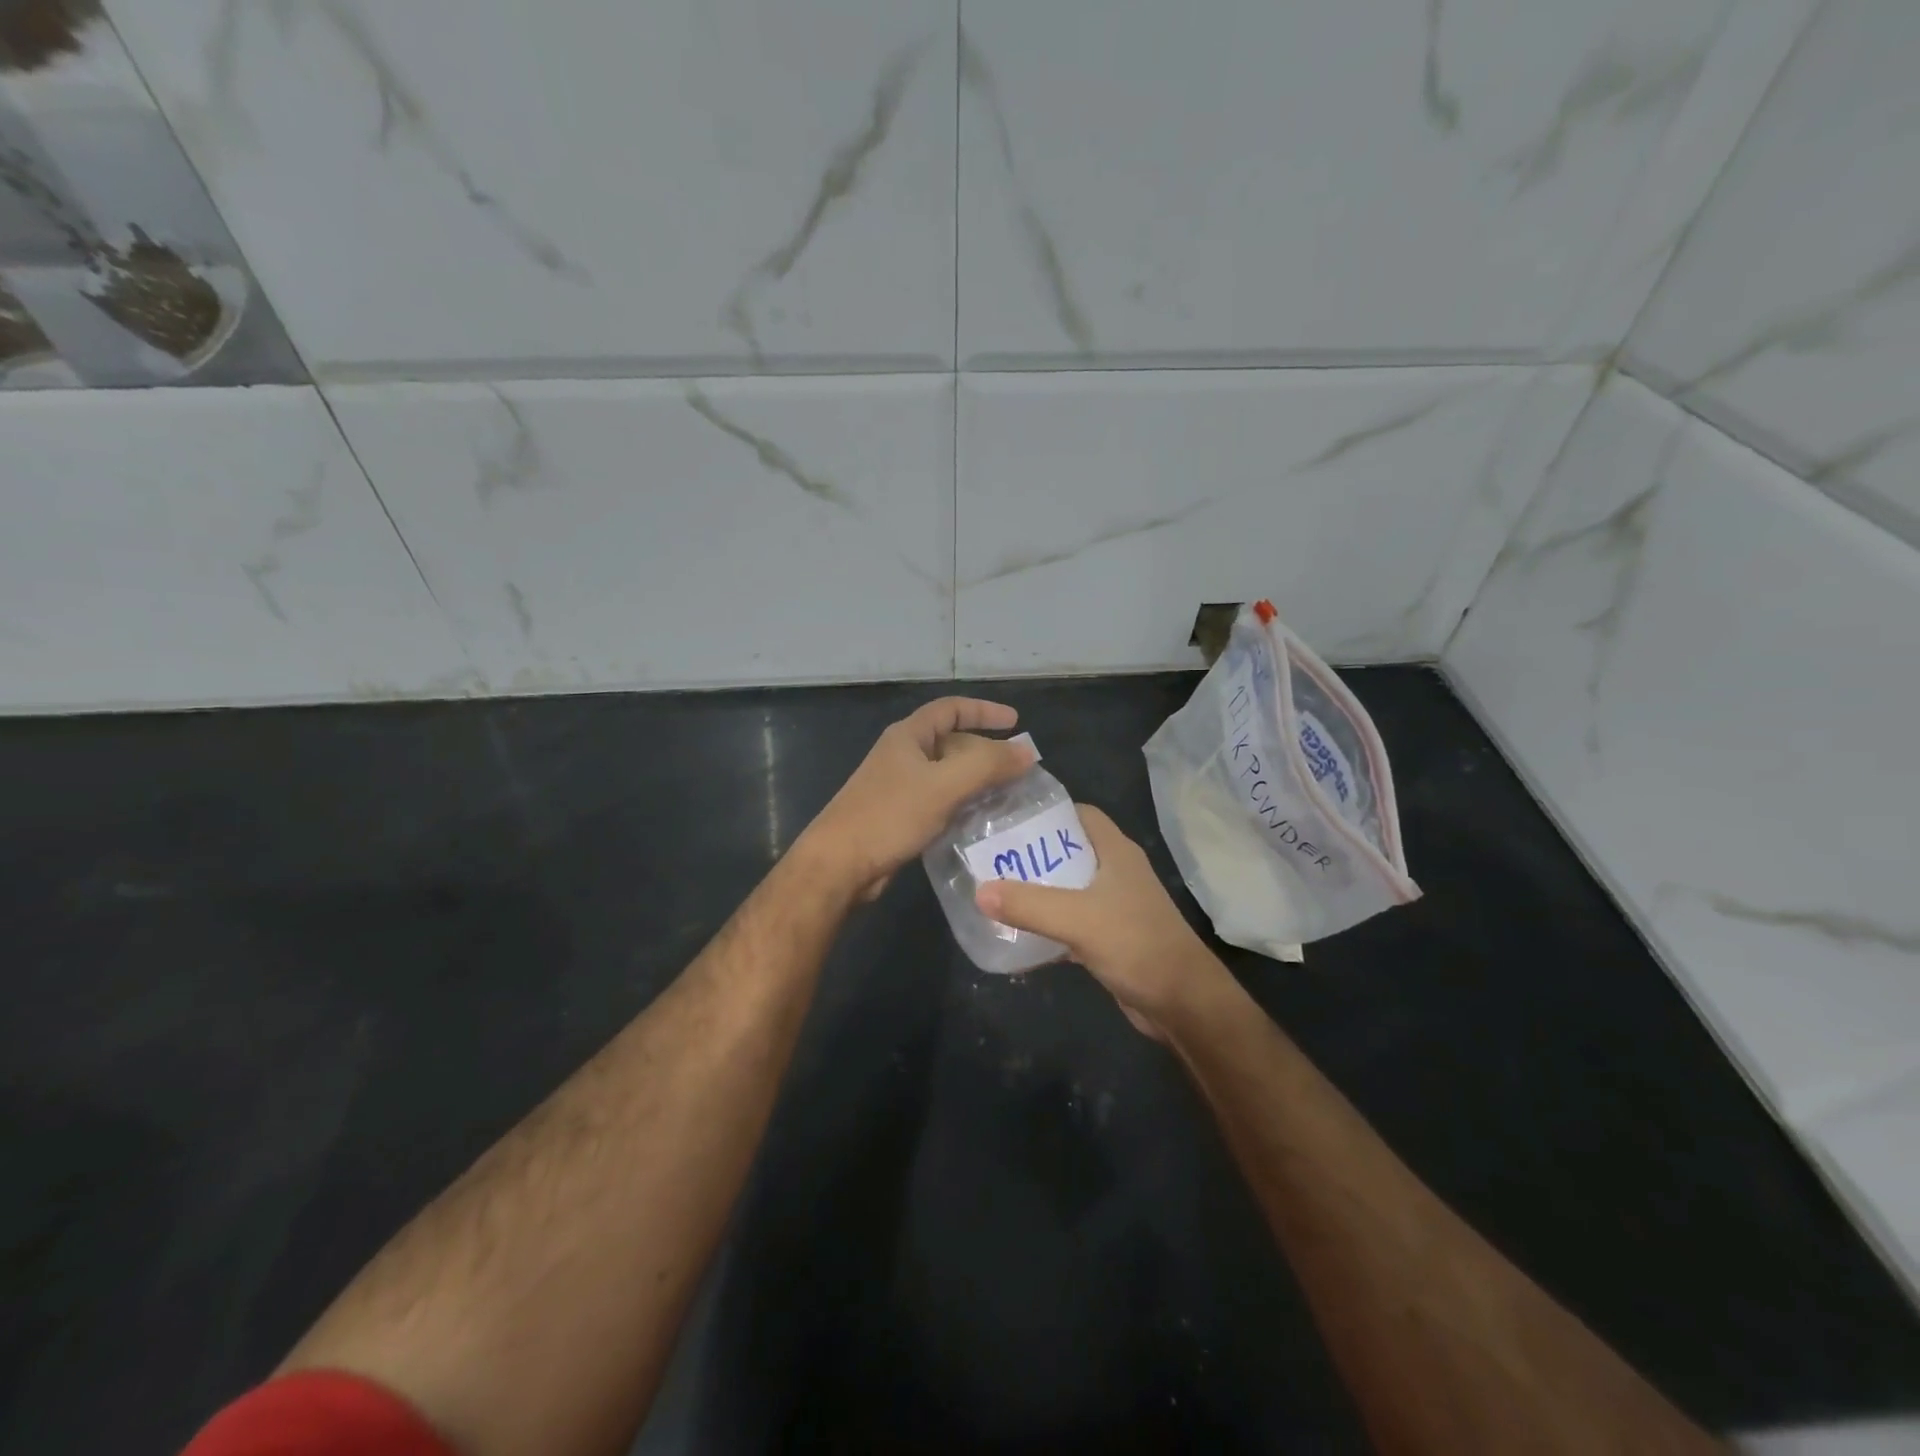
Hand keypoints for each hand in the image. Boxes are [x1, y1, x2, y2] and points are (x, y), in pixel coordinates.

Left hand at [799, 697, 1035, 900]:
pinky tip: (982, 820)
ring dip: (977, 781)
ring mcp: (899, 787)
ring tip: (1010, 795)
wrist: (839, 865)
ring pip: (947, 775)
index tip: (1016, 722)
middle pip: (952, 743)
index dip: (984, 711)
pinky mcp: (900, 816)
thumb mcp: (943, 785)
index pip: (951, 709)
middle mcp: (903, 756)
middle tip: (1019, 769)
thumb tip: (1027, 752)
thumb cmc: (889, 815)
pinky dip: (963, 804)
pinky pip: (940, 801)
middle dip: (986, 752)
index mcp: (908, 737)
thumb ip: (987, 765)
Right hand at [974, 806, 1231, 1037]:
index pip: (1080, 814)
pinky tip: (1018, 935)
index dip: (1048, 812)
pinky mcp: (1110, 938)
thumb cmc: (1136, 945)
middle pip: (1069, 850)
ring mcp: (1115, 906)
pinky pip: (1072, 923)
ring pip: (1069, 889)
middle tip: (991, 858)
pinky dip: (1048, 926)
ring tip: (996, 891)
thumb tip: (979, 891)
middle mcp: (1116, 872)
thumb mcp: (1078, 919)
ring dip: (1038, 891)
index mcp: (1116, 852)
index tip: (1009, 818)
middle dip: (1033, 854)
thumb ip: (1029, 904)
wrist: (1182, 1003)